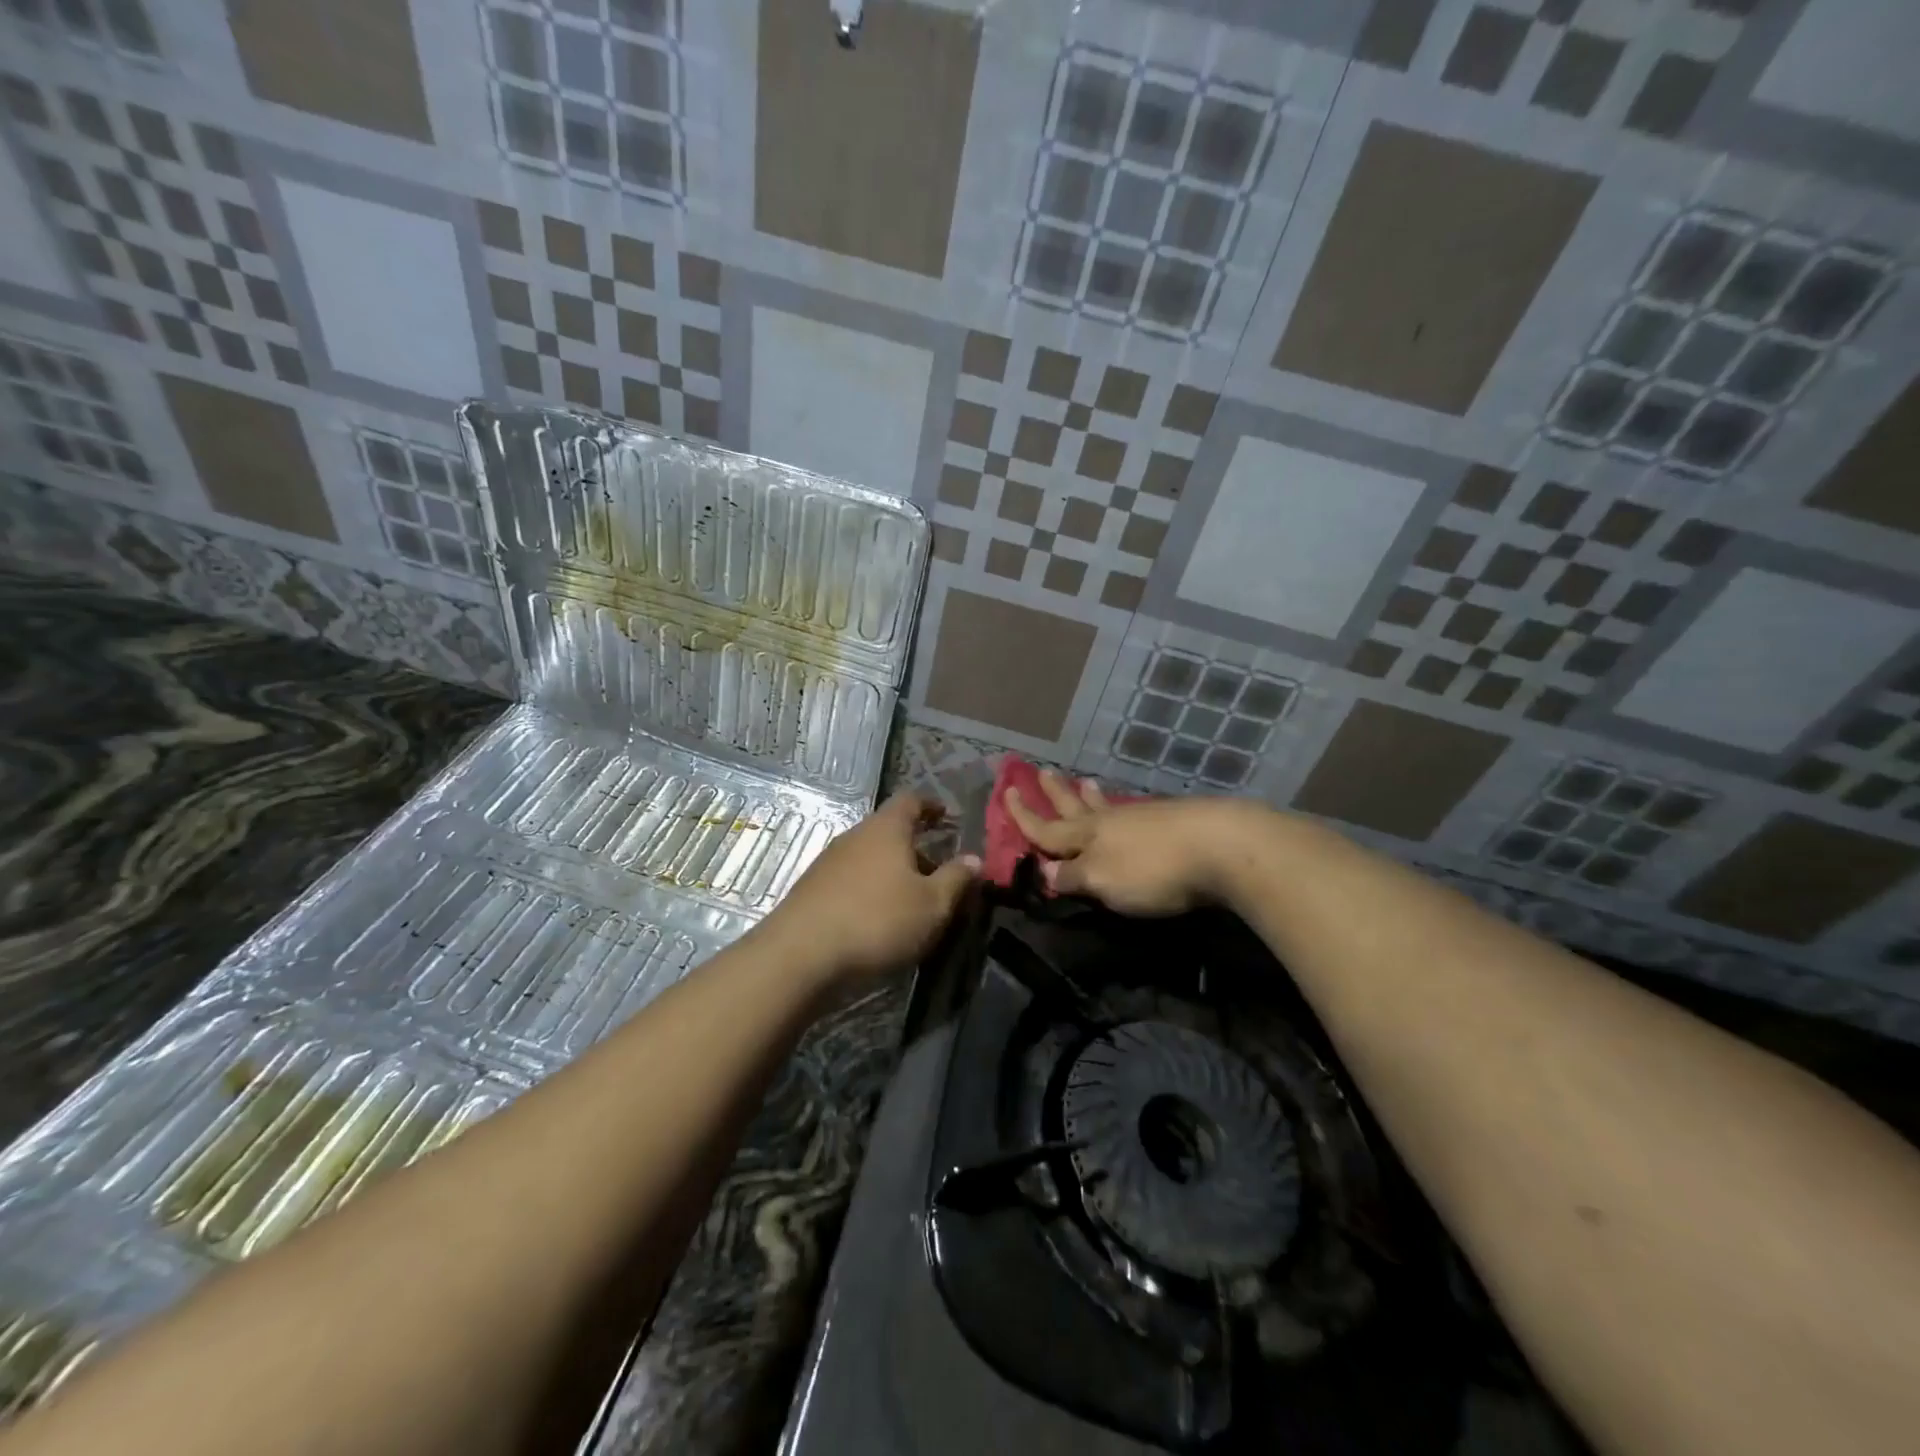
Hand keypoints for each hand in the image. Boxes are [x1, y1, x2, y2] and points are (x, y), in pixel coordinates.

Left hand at [760, 793, 977, 991]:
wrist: (800, 956)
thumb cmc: (877, 921)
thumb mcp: (932, 905)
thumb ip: (956, 879)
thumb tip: (975, 858)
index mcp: (886, 828)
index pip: (911, 800)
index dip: (931, 806)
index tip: (947, 817)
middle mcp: (855, 836)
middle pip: (889, 830)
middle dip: (916, 847)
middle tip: (939, 871)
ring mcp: (829, 862)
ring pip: (870, 857)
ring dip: (893, 871)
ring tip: (912, 899)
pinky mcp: (813, 890)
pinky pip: (851, 879)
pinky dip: (871, 889)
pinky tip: (879, 918)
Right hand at [1005, 770, 1248, 916]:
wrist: (1221, 846)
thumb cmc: (1153, 870)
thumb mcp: (1104, 881)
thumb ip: (1073, 877)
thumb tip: (1046, 872)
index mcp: (1087, 837)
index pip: (1046, 830)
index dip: (1024, 817)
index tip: (1007, 793)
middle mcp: (1109, 822)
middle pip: (1074, 807)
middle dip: (1055, 794)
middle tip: (1041, 772)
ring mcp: (1141, 818)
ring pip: (1105, 804)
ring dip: (1089, 794)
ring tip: (1082, 780)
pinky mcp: (1171, 821)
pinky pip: (1131, 810)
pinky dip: (1118, 805)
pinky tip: (1126, 807)